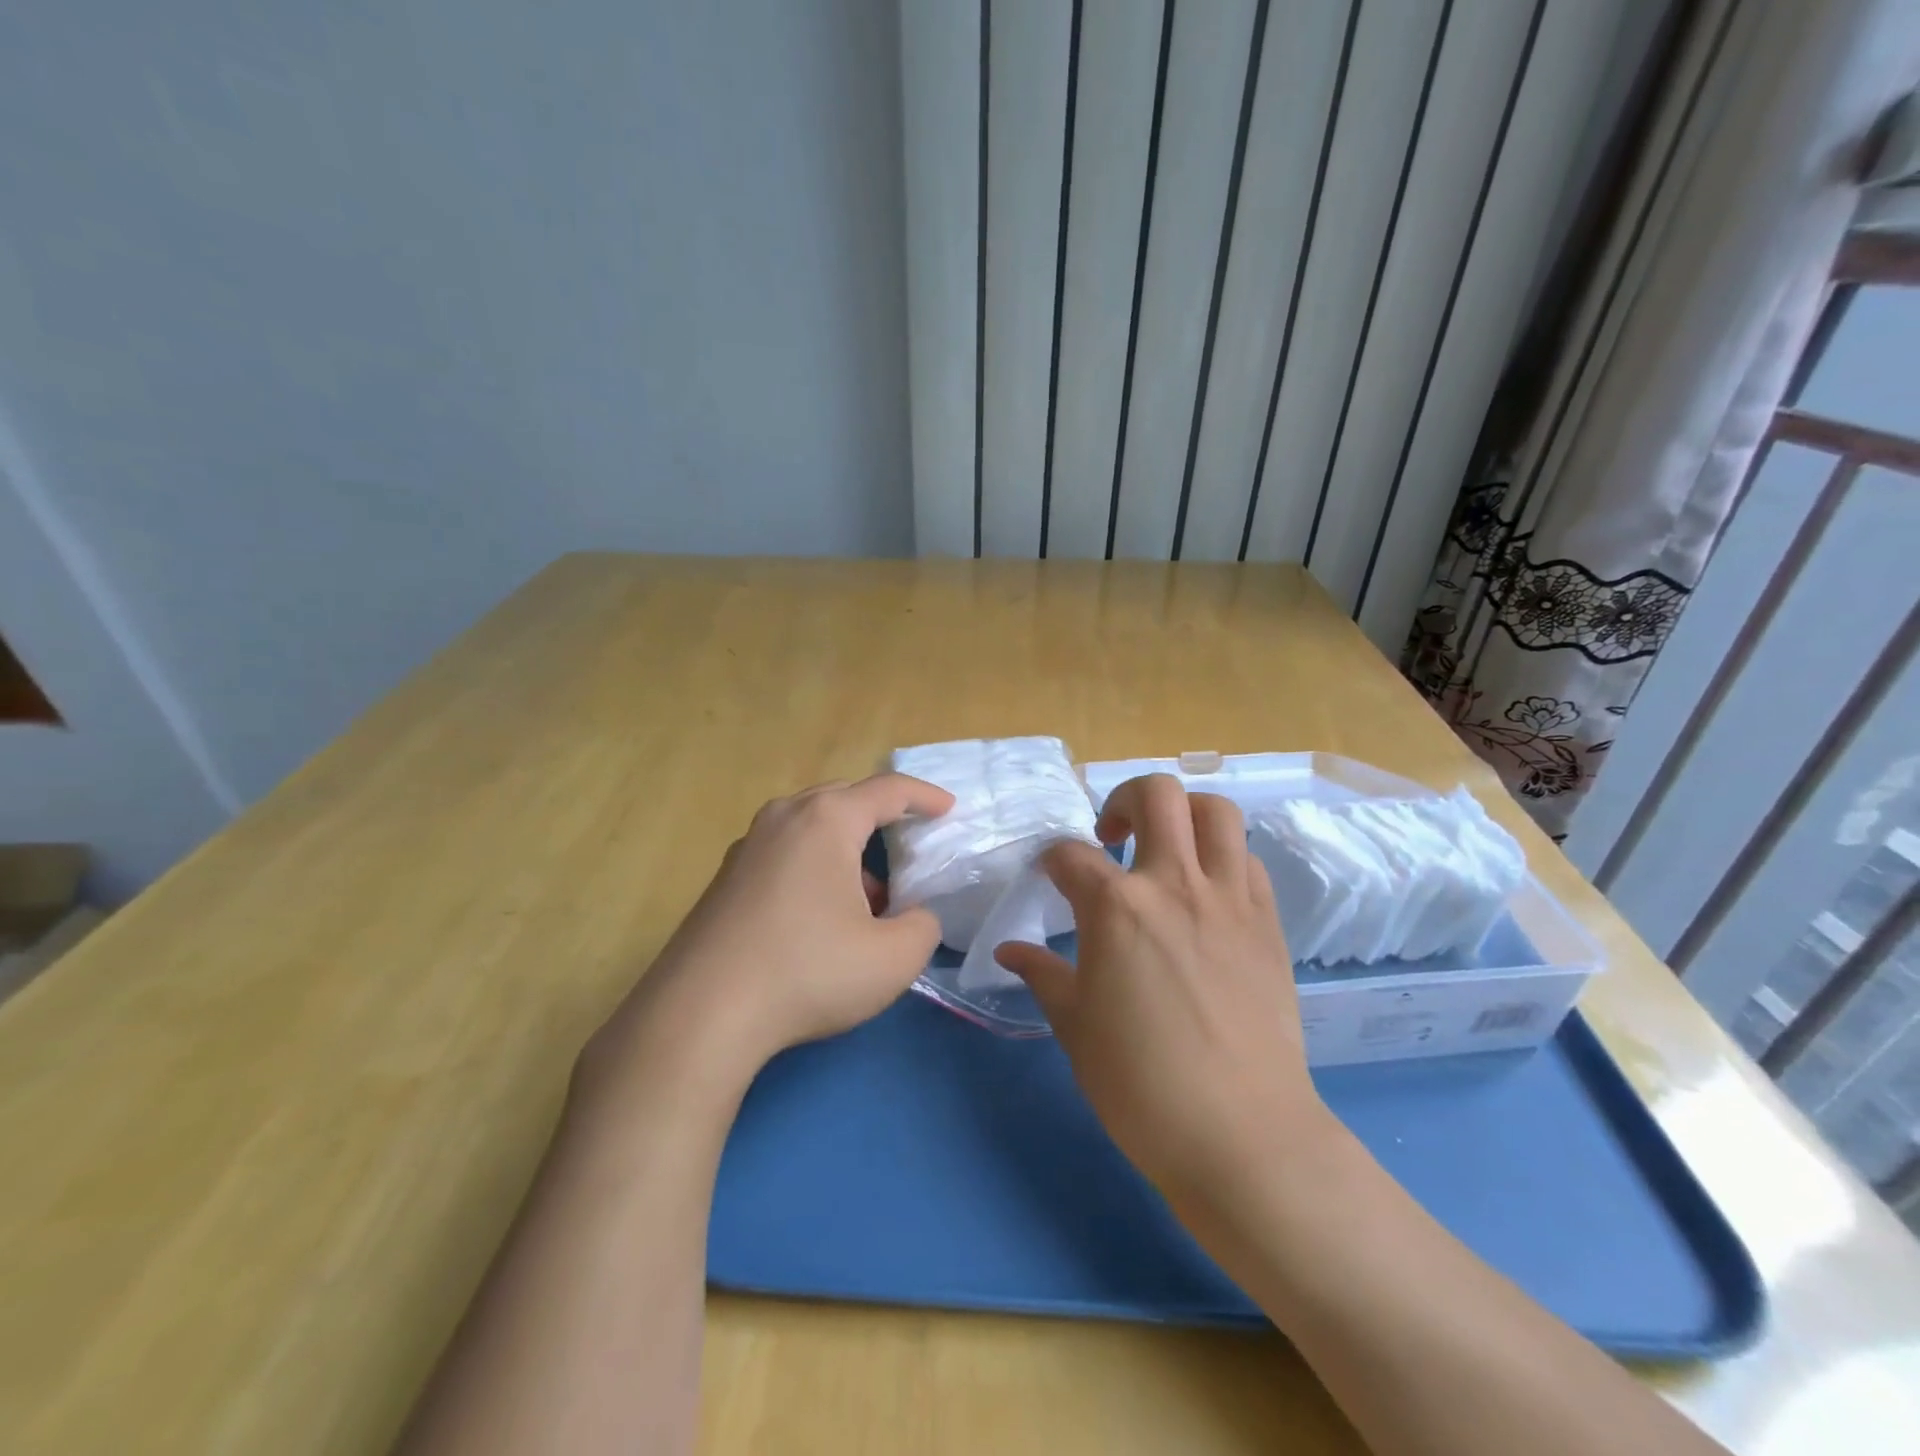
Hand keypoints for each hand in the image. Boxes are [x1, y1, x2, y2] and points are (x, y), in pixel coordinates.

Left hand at [582, 774, 953, 1095]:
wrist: (701, 1014)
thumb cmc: (807, 972)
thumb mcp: (893, 958)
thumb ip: (923, 926)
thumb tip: (914, 916)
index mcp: (827, 820)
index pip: (888, 790)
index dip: (925, 797)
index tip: (948, 809)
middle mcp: (784, 818)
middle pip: (845, 800)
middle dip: (883, 818)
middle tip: (910, 845)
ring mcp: (747, 846)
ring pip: (812, 828)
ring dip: (848, 849)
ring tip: (871, 897)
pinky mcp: (725, 878)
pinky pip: (785, 853)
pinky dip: (815, 867)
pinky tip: (822, 915)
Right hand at [994, 774, 1331, 1203]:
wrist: (1242, 1134)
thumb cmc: (1140, 1084)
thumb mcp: (1075, 1026)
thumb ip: (1042, 975)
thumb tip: (1009, 952)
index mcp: (1116, 907)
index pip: (1070, 855)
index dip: (1052, 861)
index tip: (1050, 877)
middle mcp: (1173, 884)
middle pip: (1156, 796)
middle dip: (1123, 799)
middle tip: (1112, 835)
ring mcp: (1229, 899)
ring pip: (1216, 812)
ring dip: (1184, 814)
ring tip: (1166, 846)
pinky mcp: (1267, 922)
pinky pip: (1248, 861)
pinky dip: (1222, 858)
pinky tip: (1205, 893)